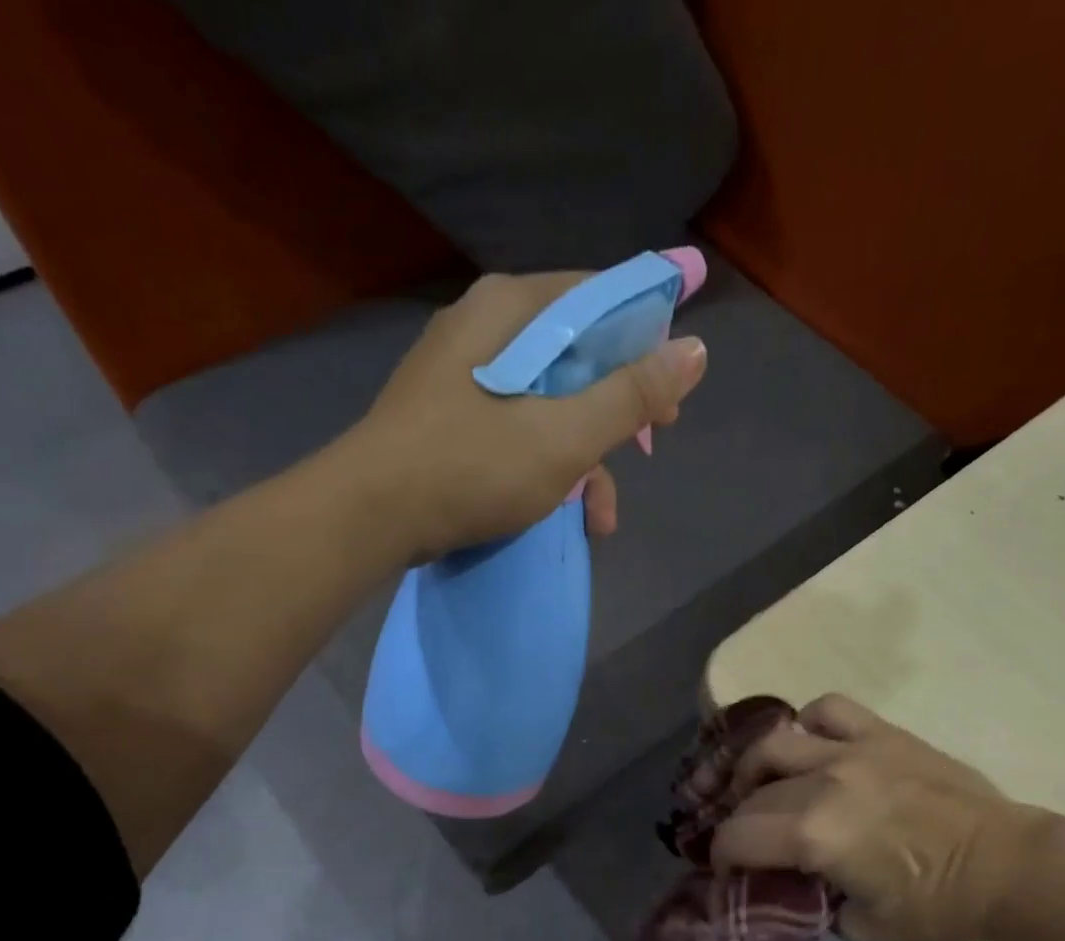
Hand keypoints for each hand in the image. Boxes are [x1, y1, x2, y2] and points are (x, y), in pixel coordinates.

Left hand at [345, 270, 707, 558]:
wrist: (369, 517)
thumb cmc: (472, 467)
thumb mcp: (565, 436)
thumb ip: (631, 394)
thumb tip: (696, 349)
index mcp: (511, 309)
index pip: (599, 299)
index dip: (646, 343)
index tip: (670, 397)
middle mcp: (484, 329)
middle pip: (574, 356)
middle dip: (615, 414)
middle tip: (644, 452)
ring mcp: (461, 376)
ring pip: (546, 402)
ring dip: (583, 459)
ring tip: (600, 517)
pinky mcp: (448, 419)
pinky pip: (514, 428)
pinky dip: (544, 466)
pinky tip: (562, 512)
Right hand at [711, 694, 1054, 940]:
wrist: (1010, 866)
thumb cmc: (940, 906)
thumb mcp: (865, 929)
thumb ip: (818, 907)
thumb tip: (799, 891)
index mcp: (815, 835)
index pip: (737, 837)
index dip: (722, 856)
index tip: (728, 870)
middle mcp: (822, 782)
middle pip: (751, 795)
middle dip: (738, 822)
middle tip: (747, 839)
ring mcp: (853, 751)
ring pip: (776, 743)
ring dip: (756, 766)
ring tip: (763, 783)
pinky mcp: (882, 735)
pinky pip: (829, 709)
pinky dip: (809, 723)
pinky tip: (811, 744)